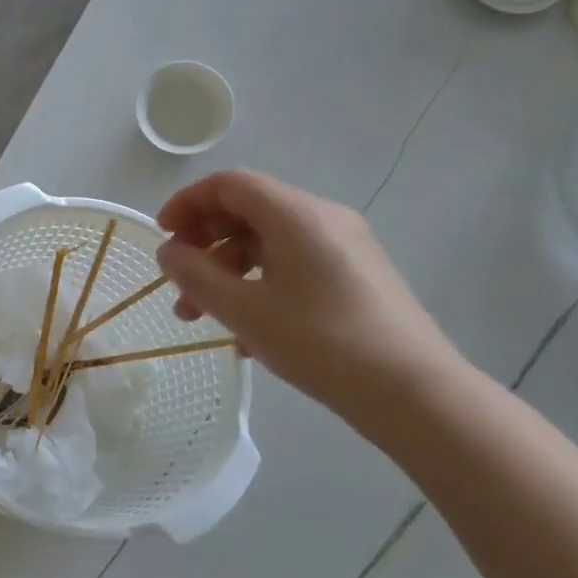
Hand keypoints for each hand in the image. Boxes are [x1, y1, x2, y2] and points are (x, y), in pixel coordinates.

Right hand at [156, 170, 467, 434]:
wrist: (414, 393)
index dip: (188, 203)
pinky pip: (294, 266)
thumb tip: (169, 252)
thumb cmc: (322, 344)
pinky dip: (260, 285)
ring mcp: (345, 247)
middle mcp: (323, 218)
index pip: (229, 184)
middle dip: (205, 245)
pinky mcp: (357, 276)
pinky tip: (248, 334)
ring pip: (270, 244)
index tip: (163, 238)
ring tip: (203, 319)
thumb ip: (196, 276)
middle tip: (179, 286)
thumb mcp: (245, 311)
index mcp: (296, 214)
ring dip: (228, 272)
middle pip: (248, 212)